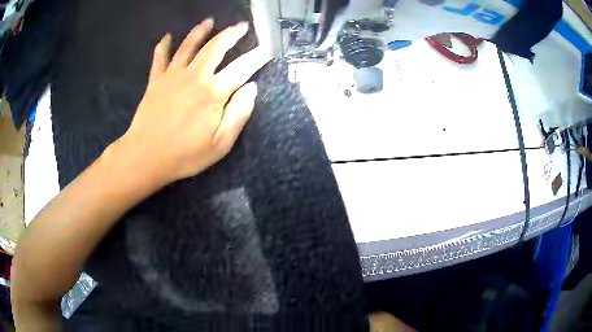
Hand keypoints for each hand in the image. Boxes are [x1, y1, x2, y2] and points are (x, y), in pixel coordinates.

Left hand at [118, 18, 271, 183]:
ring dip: (201, 31)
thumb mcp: (220, 144)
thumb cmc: (185, 155)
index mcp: (213, 93)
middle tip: (242, 26)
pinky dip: (164, 45)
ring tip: (210, 21)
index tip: (268, 49)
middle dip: (231, 34)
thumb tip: (251, 88)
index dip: (258, 57)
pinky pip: (160, 57)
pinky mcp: (155, 80)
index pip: (242, 68)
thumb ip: (238, 114)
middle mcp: (194, 76)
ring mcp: (173, 75)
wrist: (145, 157)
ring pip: (189, 45)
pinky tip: (167, 36)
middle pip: (216, 47)